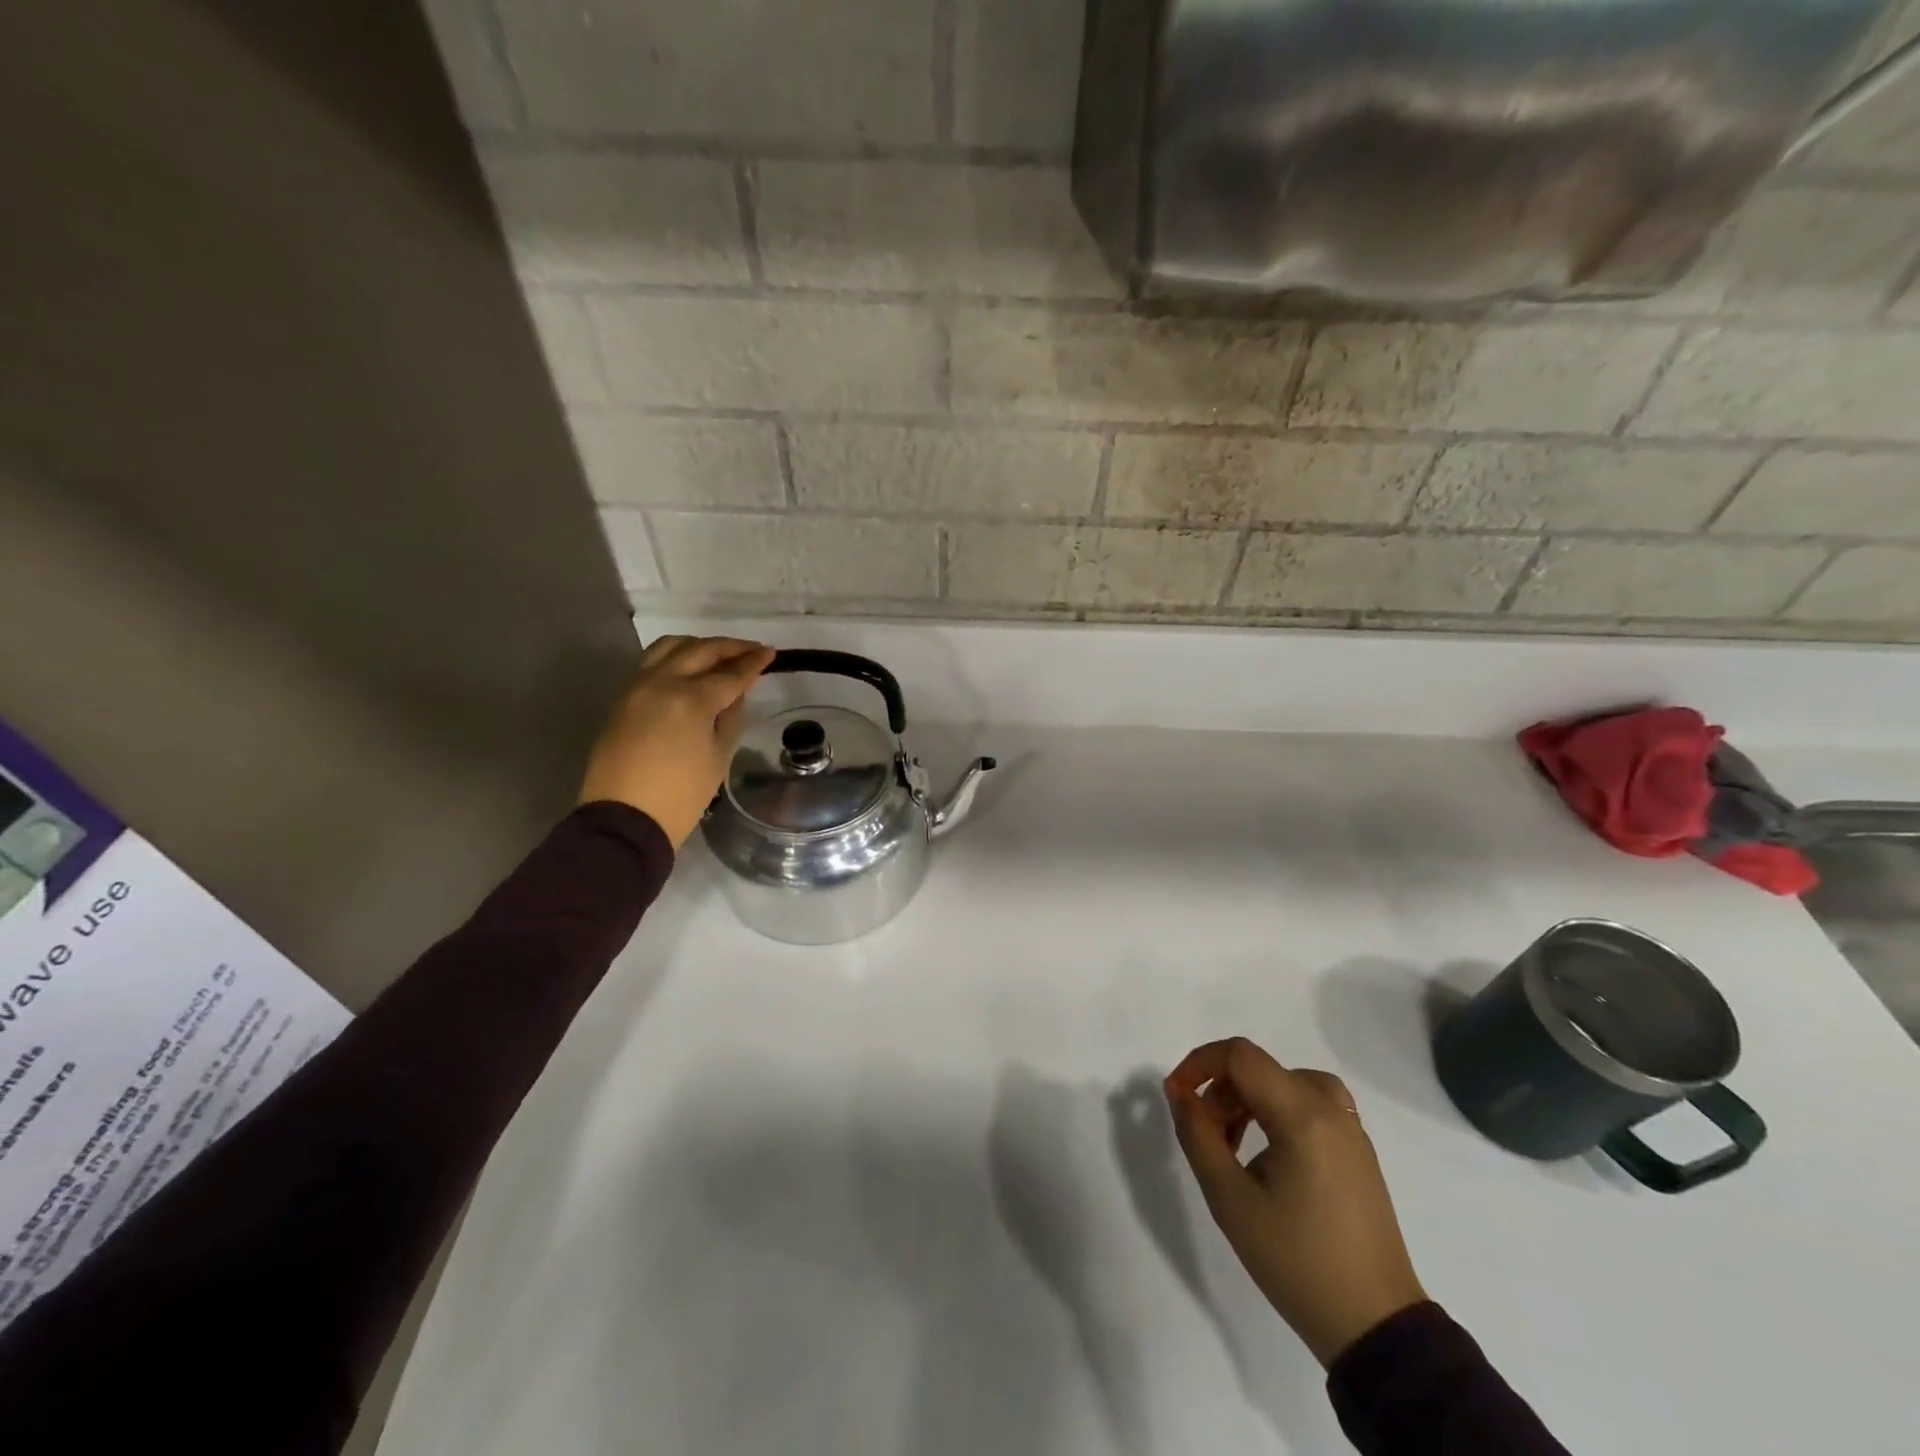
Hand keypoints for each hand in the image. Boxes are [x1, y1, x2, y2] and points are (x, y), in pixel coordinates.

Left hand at [578, 636, 775, 847]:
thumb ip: (730, 717)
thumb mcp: (719, 757)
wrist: (626, 818)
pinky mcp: (622, 698)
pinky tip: (689, 668)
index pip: (730, 674)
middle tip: (751, 649)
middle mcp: (662, 683)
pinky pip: (651, 662)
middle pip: (700, 651)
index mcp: (691, 699)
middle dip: (729, 647)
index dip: (753, 663)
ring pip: (669, 647)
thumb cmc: (682, 795)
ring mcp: (637, 687)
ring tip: (718, 655)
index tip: (770, 653)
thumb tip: (735, 693)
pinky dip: (675, 657)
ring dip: (698, 646)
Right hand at [1164, 1037, 1426, 1367]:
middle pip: (1261, 1068)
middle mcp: (1331, 1109)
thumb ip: (1198, 1136)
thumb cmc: (1297, 1262)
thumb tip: (1180, 1093)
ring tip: (1232, 1145)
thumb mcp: (1230, 1201)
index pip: (1240, 1056)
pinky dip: (1277, 1110)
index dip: (1199, 1064)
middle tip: (1204, 1135)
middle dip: (1221, 1090)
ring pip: (1285, 1082)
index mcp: (1303, 1115)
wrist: (1376, 1326)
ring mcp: (1351, 1130)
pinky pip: (1310, 1104)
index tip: (1176, 1096)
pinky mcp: (1358, 1152)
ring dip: (1248, 1099)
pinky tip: (1267, 1154)